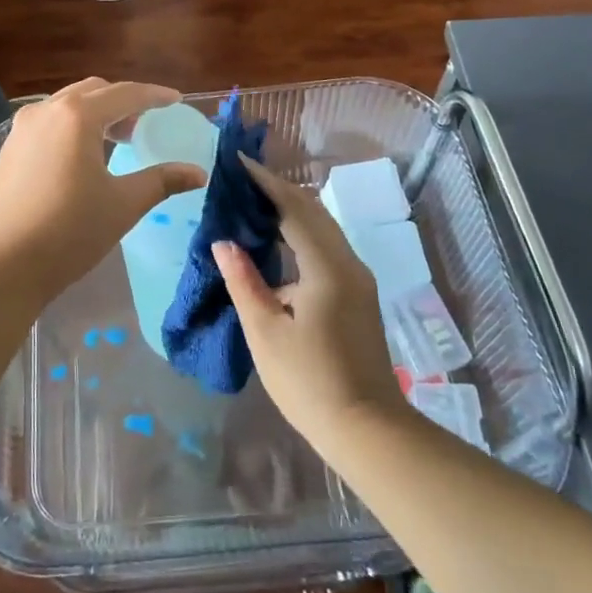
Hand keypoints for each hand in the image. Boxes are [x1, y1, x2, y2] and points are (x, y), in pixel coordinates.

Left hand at [0, 79, 207, 291]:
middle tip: (145, 125)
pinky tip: (83, 155)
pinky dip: (73, 125)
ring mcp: (23, 127)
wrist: (3, 264)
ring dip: (97, 112)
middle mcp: (47, 110)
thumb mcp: (123, 204)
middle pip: (94, 91)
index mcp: (78, 115)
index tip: (176, 100)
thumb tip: (198, 173)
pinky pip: (49, 121)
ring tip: (117, 140)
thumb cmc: (70, 231)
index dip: (154, 96)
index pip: (125, 94)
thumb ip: (162, 181)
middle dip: (124, 102)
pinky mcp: (10, 147)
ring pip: (68, 103)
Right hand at [214, 158, 407, 452]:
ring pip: (323, 228)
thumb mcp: (265, 332)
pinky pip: (327, 247)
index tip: (238, 163)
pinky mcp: (358, 295)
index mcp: (326, 267)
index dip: (265, 183)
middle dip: (278, 190)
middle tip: (242, 179)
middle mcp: (348, 263)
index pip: (294, 208)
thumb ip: (243, 281)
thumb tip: (223, 242)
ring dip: (291, 210)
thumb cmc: (309, 382)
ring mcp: (358, 279)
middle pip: (313, 211)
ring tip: (255, 203)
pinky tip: (279, 242)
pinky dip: (302, 232)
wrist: (367, 429)